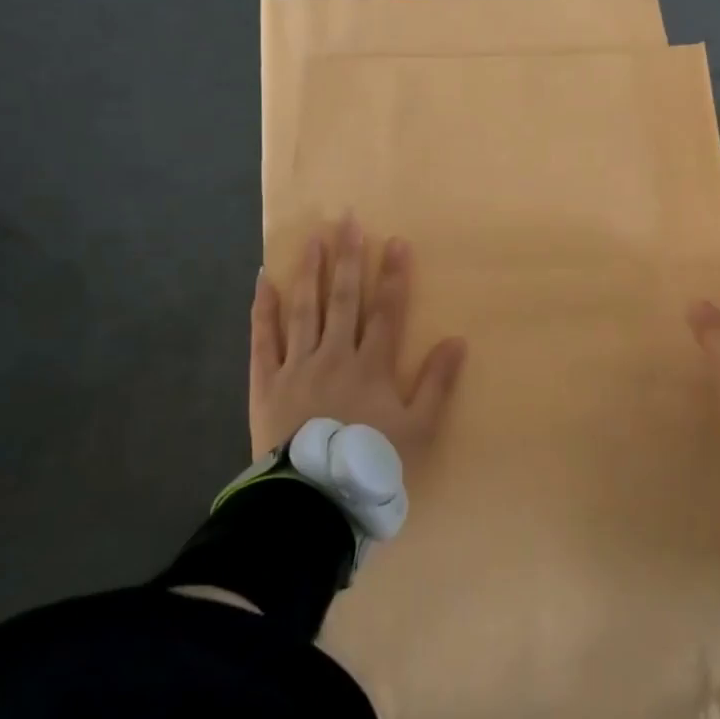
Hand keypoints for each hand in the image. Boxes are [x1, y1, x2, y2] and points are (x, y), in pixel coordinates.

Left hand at [249, 215, 467, 458]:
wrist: (313, 497)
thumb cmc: (371, 463)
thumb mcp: (419, 429)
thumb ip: (437, 383)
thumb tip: (457, 340)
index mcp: (372, 366)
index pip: (386, 311)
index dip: (393, 276)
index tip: (396, 242)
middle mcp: (334, 355)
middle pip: (344, 299)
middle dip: (349, 259)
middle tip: (348, 220)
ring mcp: (297, 365)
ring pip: (304, 309)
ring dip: (310, 272)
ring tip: (314, 238)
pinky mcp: (266, 382)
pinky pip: (262, 339)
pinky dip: (263, 310)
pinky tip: (262, 281)